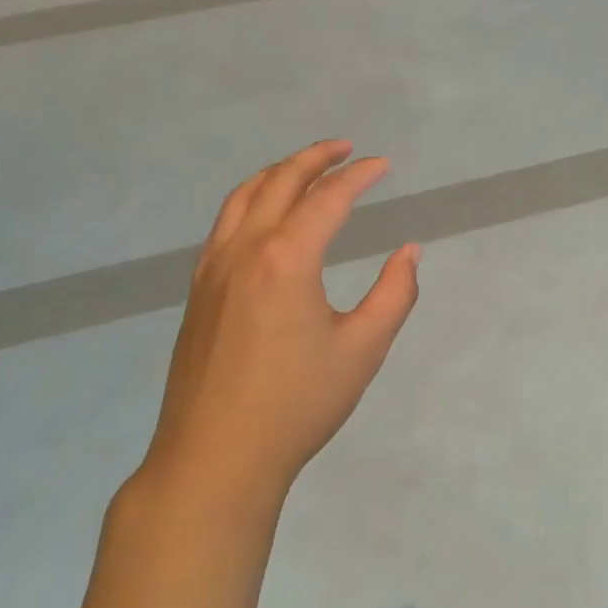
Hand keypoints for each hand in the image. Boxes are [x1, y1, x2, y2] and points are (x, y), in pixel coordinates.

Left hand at [140, 140, 421, 502]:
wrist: (214, 460)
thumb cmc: (296, 405)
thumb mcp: (362, 350)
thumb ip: (394, 294)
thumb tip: (409, 251)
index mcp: (286, 258)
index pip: (328, 197)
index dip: (360, 175)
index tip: (384, 165)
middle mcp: (244, 250)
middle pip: (280, 181)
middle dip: (316, 157)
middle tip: (346, 148)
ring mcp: (213, 268)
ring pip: (244, 196)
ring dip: (279, 172)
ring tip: (307, 167)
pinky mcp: (198, 290)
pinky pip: (225, 223)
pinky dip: (251, 199)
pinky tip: (266, 215)